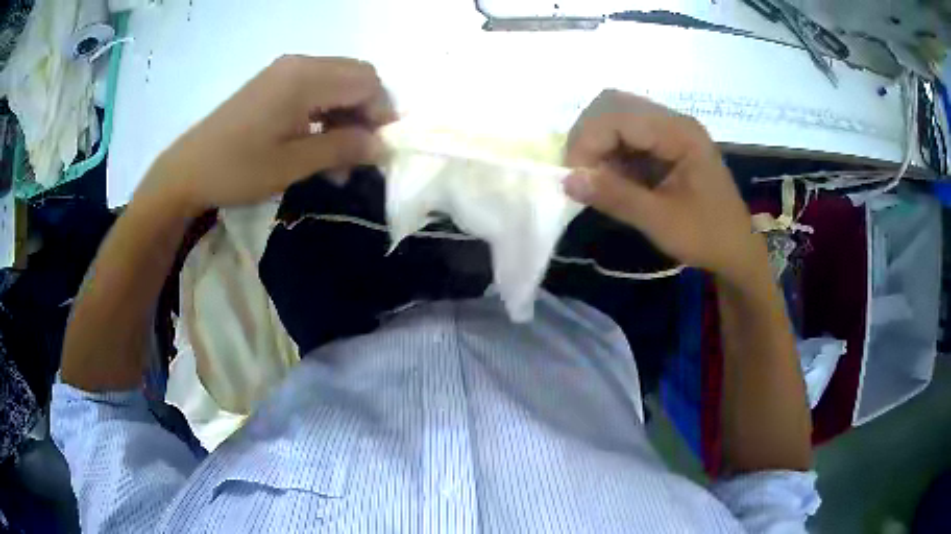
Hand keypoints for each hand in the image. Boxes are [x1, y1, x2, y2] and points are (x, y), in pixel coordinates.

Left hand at [138, 55, 395, 212]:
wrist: (186, 171)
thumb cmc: (237, 169)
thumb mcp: (292, 164)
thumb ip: (342, 149)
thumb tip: (383, 146)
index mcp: (305, 78)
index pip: (366, 82)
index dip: (381, 113)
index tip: (378, 150)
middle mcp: (300, 64)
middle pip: (355, 76)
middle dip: (366, 113)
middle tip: (359, 153)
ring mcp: (284, 71)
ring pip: (337, 83)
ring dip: (346, 115)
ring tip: (338, 159)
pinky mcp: (273, 83)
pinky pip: (314, 89)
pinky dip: (325, 113)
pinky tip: (318, 143)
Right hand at [562, 90, 761, 282]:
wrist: (738, 248)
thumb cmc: (707, 236)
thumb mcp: (662, 221)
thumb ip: (616, 196)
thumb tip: (567, 180)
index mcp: (679, 133)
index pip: (617, 115)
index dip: (587, 141)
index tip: (573, 179)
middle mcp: (673, 121)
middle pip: (612, 105)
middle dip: (587, 137)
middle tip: (580, 175)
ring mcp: (669, 129)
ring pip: (615, 117)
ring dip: (597, 144)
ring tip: (595, 179)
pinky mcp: (664, 142)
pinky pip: (625, 135)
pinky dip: (609, 153)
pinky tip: (611, 179)